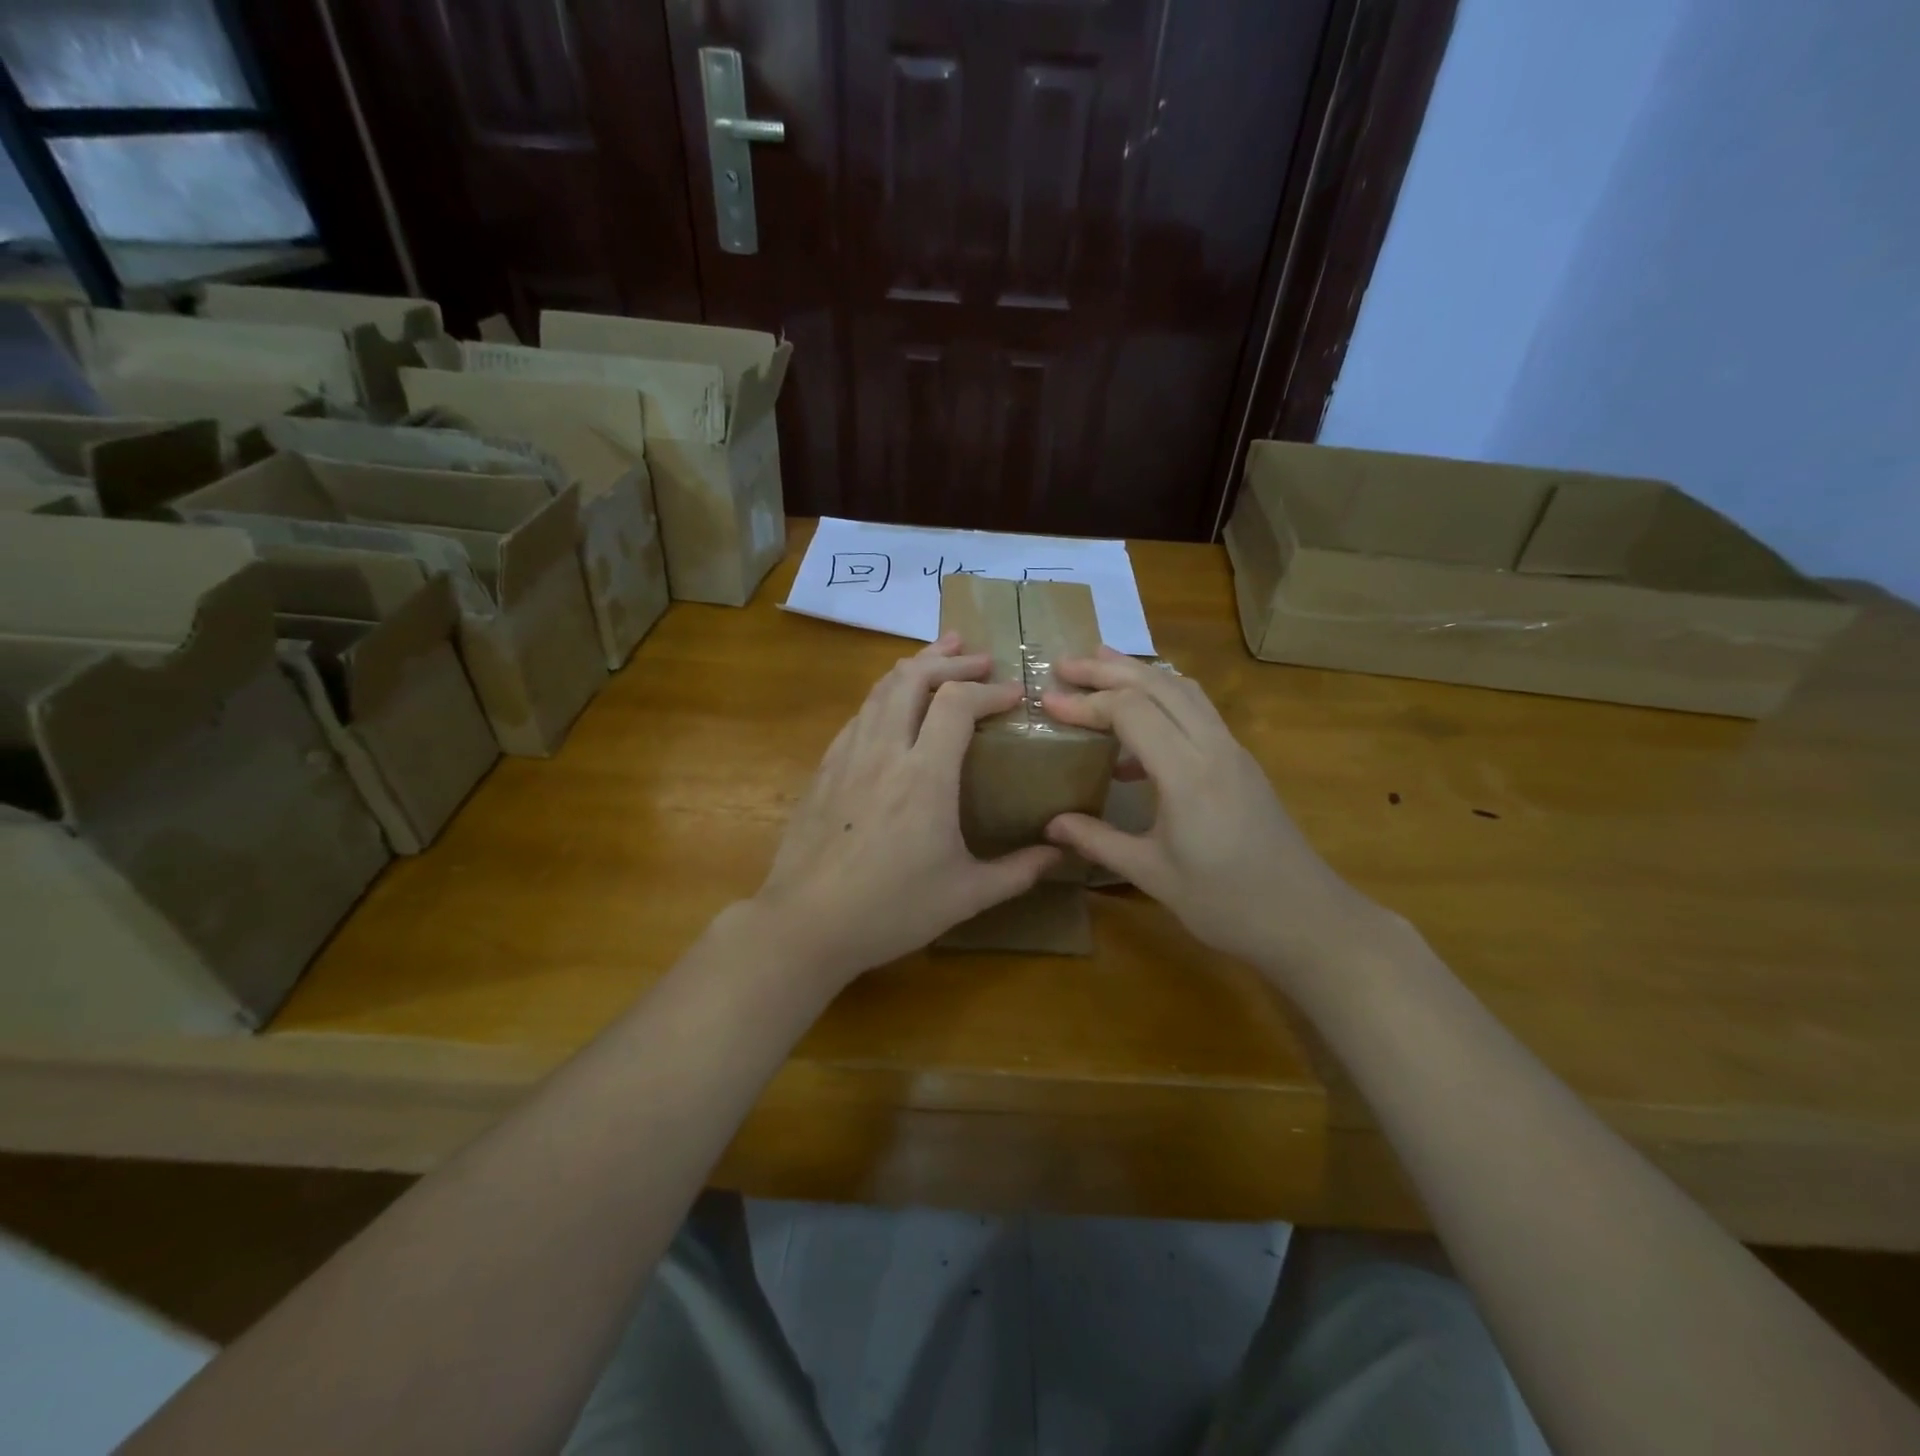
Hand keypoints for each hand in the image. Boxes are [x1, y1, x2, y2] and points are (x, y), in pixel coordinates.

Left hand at [752, 635, 1061, 985]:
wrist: (806, 924)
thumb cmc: (891, 910)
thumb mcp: (966, 896)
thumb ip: (1017, 871)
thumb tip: (1059, 853)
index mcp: (925, 776)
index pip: (957, 704)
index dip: (989, 690)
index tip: (1014, 695)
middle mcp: (884, 752)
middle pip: (913, 677)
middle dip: (950, 661)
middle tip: (979, 659)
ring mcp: (848, 756)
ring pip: (880, 689)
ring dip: (914, 667)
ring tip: (939, 659)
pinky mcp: (824, 769)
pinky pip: (859, 715)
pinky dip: (885, 696)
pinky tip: (894, 708)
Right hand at [1041, 650, 1384, 981]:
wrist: (1307, 920)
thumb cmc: (1226, 904)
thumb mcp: (1153, 875)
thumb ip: (1098, 841)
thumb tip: (1051, 825)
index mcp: (1188, 774)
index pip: (1131, 712)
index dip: (1086, 702)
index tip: (1048, 701)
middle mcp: (1213, 748)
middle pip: (1159, 684)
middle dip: (1109, 670)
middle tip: (1066, 664)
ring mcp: (1233, 751)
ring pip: (1184, 690)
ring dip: (1140, 674)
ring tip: (1100, 669)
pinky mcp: (1241, 763)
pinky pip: (1198, 712)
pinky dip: (1163, 701)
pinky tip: (1136, 737)